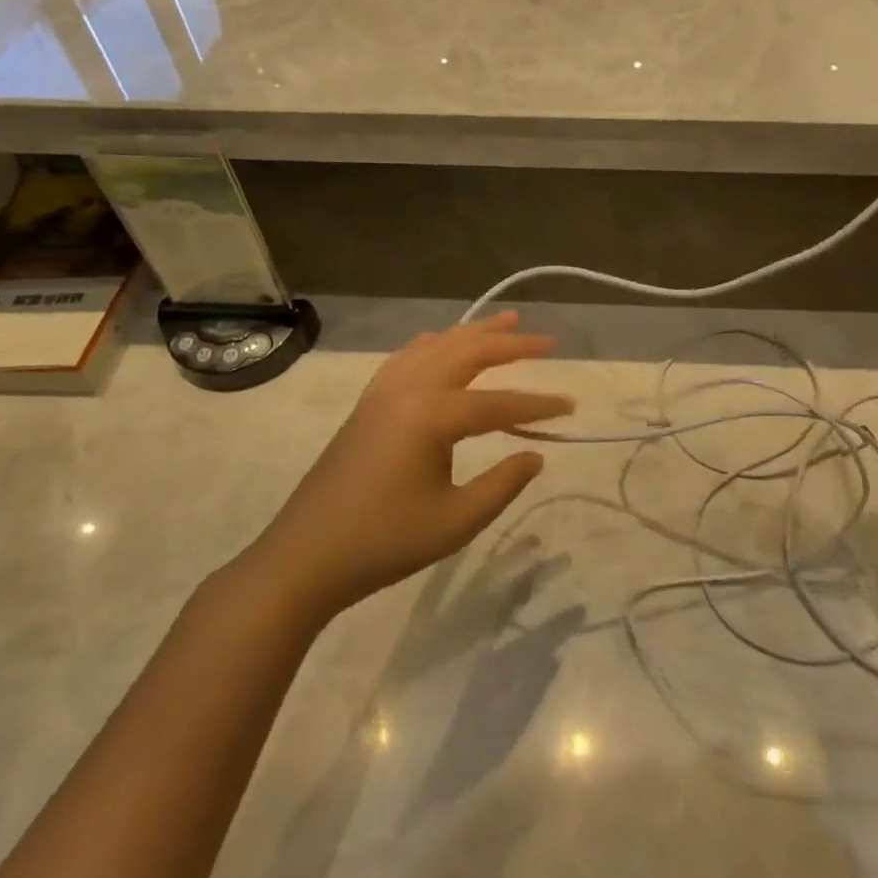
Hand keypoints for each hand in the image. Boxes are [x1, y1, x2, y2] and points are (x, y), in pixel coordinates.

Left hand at [252, 313, 573, 619]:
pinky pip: (407, 357)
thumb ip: (503, 484)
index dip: (538, 404)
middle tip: (548, 341)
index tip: (571, 405)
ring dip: (473, 333)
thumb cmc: (385, 542)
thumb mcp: (456, 522)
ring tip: (506, 321)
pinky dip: (433, 344)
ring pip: (437, 346)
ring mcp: (383, 392)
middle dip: (510, 344)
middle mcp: (409, 390)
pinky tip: (440, 341)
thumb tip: (536, 454)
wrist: (306, 555)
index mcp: (433, 416)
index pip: (499, 403)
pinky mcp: (368, 402)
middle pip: (468, 353)